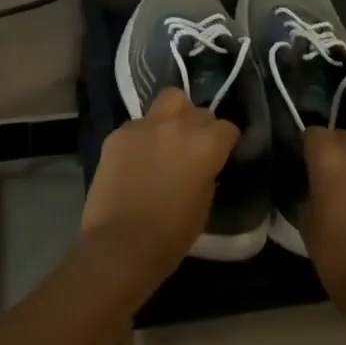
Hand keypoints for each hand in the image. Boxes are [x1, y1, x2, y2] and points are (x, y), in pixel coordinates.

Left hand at [81, 89, 238, 286]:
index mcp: (206, 145)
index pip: (227, 128)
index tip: (220, 156)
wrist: (120, 244)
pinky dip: (142, 136)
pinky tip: (136, 159)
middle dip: (200, 127)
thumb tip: (202, 165)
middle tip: (192, 149)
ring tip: (166, 139)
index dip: (225, 143)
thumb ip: (206, 173)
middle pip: (199, 110)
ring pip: (168, 100)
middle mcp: (178, 125)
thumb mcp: (204, 205)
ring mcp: (145, 124)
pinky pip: (138, 123)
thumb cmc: (170, 236)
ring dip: (173, 116)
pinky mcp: (118, 132)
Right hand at [303, 102, 345, 309]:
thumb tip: (320, 181)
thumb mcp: (307, 217)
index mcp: (327, 157)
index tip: (311, 163)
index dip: (311, 148)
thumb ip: (313, 188)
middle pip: (344, 127)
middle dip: (340, 142)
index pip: (312, 132)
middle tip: (342, 164)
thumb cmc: (335, 256)